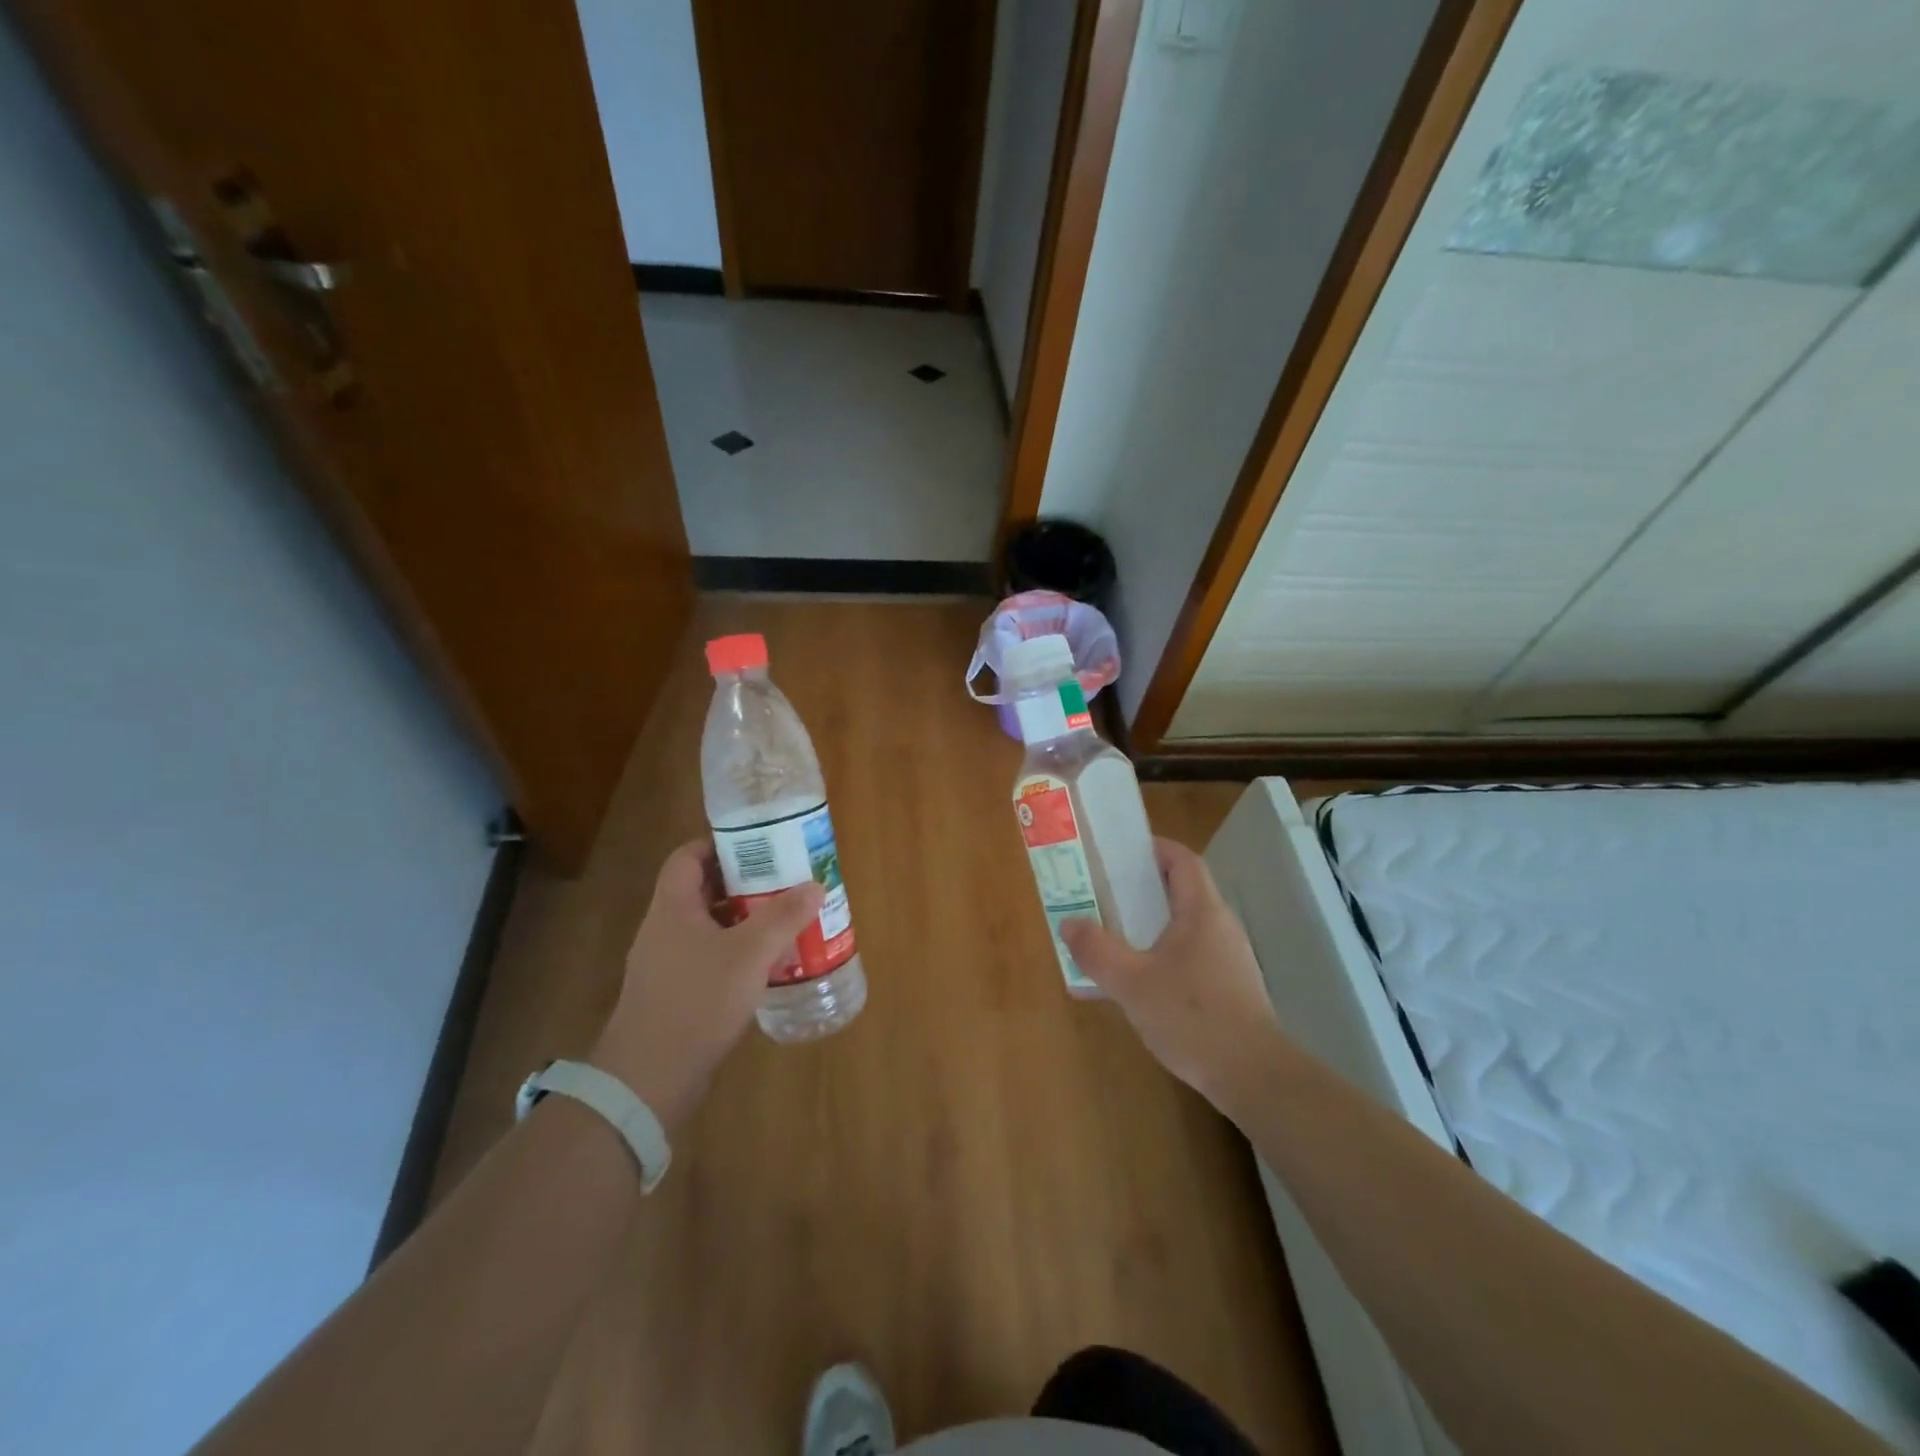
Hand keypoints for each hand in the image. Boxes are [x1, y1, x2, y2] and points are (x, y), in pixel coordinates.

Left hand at [590, 840, 822, 1131]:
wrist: (649, 1078)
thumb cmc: (698, 1000)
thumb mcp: (750, 953)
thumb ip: (783, 916)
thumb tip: (814, 885)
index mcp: (672, 907)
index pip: (688, 856)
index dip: (720, 843)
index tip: (758, 844)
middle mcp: (664, 929)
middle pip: (702, 890)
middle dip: (743, 882)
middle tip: (783, 879)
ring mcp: (667, 964)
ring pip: (709, 926)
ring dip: (743, 919)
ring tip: (784, 918)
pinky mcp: (675, 994)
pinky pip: (709, 957)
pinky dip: (737, 952)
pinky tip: (767, 965)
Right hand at [1061, 838, 1288, 1113]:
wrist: (1253, 1077)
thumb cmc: (1193, 1017)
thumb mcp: (1132, 983)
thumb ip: (1097, 951)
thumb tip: (1069, 924)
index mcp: (1202, 911)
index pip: (1182, 860)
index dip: (1152, 848)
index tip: (1117, 854)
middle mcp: (1219, 926)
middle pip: (1180, 890)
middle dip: (1139, 890)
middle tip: (1101, 895)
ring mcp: (1228, 959)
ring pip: (1183, 927)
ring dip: (1147, 927)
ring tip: (1111, 938)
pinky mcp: (1229, 988)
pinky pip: (1189, 957)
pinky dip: (1160, 957)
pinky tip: (1135, 984)